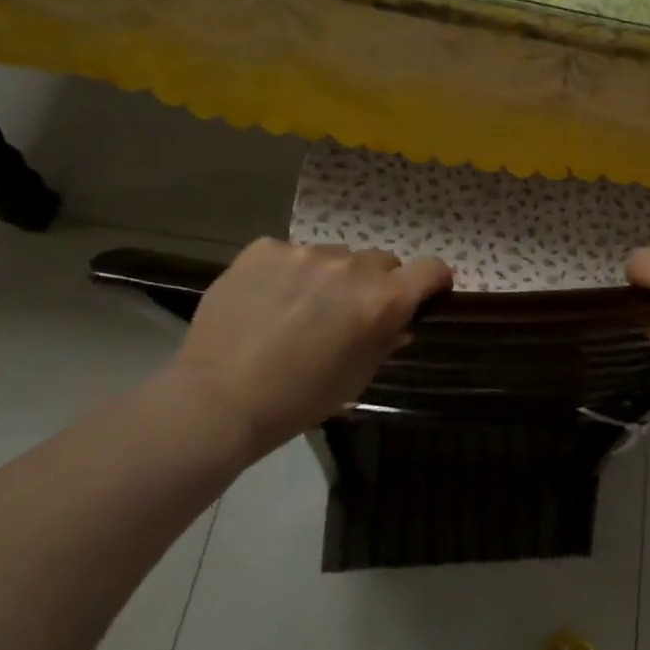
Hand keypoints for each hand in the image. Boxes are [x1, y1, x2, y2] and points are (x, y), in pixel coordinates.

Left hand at [164, 239, 450, 453]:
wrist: (217, 400)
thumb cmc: (299, 400)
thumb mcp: (358, 377)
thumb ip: (386, 340)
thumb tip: (399, 322)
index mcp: (382, 300)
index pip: (432, 268)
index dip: (433, 281)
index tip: (423, 296)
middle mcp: (351, 267)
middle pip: (381, 261)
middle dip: (374, 283)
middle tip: (347, 313)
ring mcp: (305, 253)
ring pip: (335, 256)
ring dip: (330, 277)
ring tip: (298, 308)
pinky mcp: (264, 249)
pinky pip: (290, 253)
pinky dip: (288, 272)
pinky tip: (266, 300)